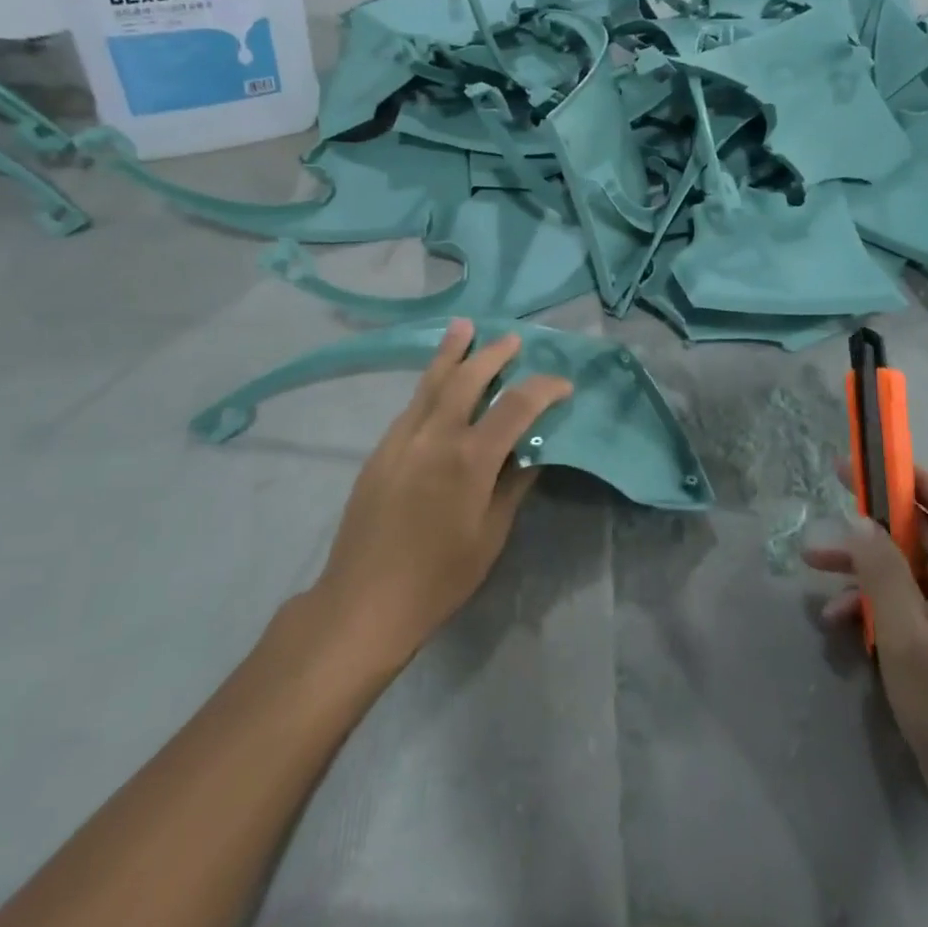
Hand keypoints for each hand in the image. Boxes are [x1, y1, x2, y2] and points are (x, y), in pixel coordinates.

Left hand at [316, 320, 572, 663]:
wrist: (364, 600)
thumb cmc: (439, 577)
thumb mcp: (491, 535)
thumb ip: (513, 486)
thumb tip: (532, 452)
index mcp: (470, 459)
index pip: (516, 407)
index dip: (544, 389)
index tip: (563, 385)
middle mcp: (435, 436)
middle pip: (466, 379)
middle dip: (492, 354)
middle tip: (511, 339)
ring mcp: (401, 439)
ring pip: (430, 383)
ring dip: (451, 354)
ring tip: (464, 327)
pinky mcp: (380, 450)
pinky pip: (411, 405)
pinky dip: (430, 384)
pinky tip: (437, 383)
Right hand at [804, 466, 927, 842]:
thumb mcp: (905, 635)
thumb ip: (882, 570)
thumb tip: (861, 520)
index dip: (911, 477)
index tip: (865, 464)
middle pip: (925, 533)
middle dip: (875, 519)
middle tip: (831, 502)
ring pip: (911, 569)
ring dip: (866, 563)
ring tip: (814, 563)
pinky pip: (912, 604)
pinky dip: (876, 602)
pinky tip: (839, 621)